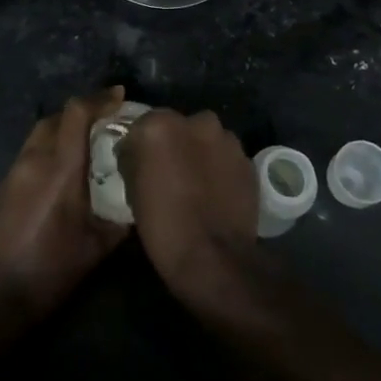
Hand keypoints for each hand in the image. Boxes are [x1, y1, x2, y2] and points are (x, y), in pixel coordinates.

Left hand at [0, 88, 129, 321]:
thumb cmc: (50, 272)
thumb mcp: (96, 248)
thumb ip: (120, 219)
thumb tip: (139, 203)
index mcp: (60, 169)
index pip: (77, 113)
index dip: (100, 99)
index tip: (120, 95)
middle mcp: (33, 160)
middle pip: (56, 118)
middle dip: (81, 112)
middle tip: (105, 121)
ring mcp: (12, 173)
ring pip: (39, 134)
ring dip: (62, 131)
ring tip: (84, 146)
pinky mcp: (0, 188)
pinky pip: (28, 155)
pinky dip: (47, 151)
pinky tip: (59, 176)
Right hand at [116, 108, 258, 307]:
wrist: (213, 258)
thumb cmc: (163, 225)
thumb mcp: (132, 191)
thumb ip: (134, 161)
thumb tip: (137, 157)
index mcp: (160, 125)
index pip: (143, 124)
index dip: (140, 145)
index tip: (138, 164)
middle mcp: (197, 122)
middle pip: (179, 126)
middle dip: (174, 143)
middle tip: (169, 171)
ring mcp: (227, 140)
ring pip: (207, 139)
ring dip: (200, 153)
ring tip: (195, 183)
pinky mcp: (248, 161)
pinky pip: (227, 158)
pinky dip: (220, 169)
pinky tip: (215, 193)